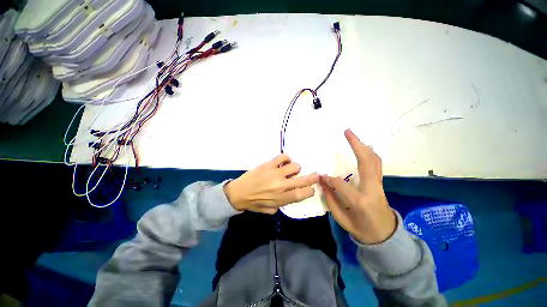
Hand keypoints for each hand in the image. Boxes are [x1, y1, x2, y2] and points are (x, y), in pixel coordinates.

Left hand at [224, 153, 318, 213]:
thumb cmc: (254, 203)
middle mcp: (281, 186)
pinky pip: (283, 157)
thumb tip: (289, 196)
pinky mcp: (269, 164)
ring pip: (295, 166)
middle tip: (316, 175)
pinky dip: (286, 158)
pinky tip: (283, 162)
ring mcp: (275, 173)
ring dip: (295, 168)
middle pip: (303, 180)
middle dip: (313, 177)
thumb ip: (281, 205)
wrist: (238, 193)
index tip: (311, 188)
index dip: (310, 190)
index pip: (302, 194)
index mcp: (282, 199)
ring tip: (290, 169)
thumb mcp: (270, 210)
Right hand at [320, 129, 395, 243]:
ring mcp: (379, 184)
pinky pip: (376, 164)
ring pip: (374, 160)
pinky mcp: (380, 183)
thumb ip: (331, 199)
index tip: (321, 176)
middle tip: (347, 132)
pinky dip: (369, 153)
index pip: (340, 183)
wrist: (386, 236)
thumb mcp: (342, 220)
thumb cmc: (362, 230)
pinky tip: (364, 148)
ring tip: (353, 137)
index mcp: (360, 201)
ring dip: (364, 146)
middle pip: (366, 161)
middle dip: (357, 144)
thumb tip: (323, 182)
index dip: (328, 179)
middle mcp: (372, 189)